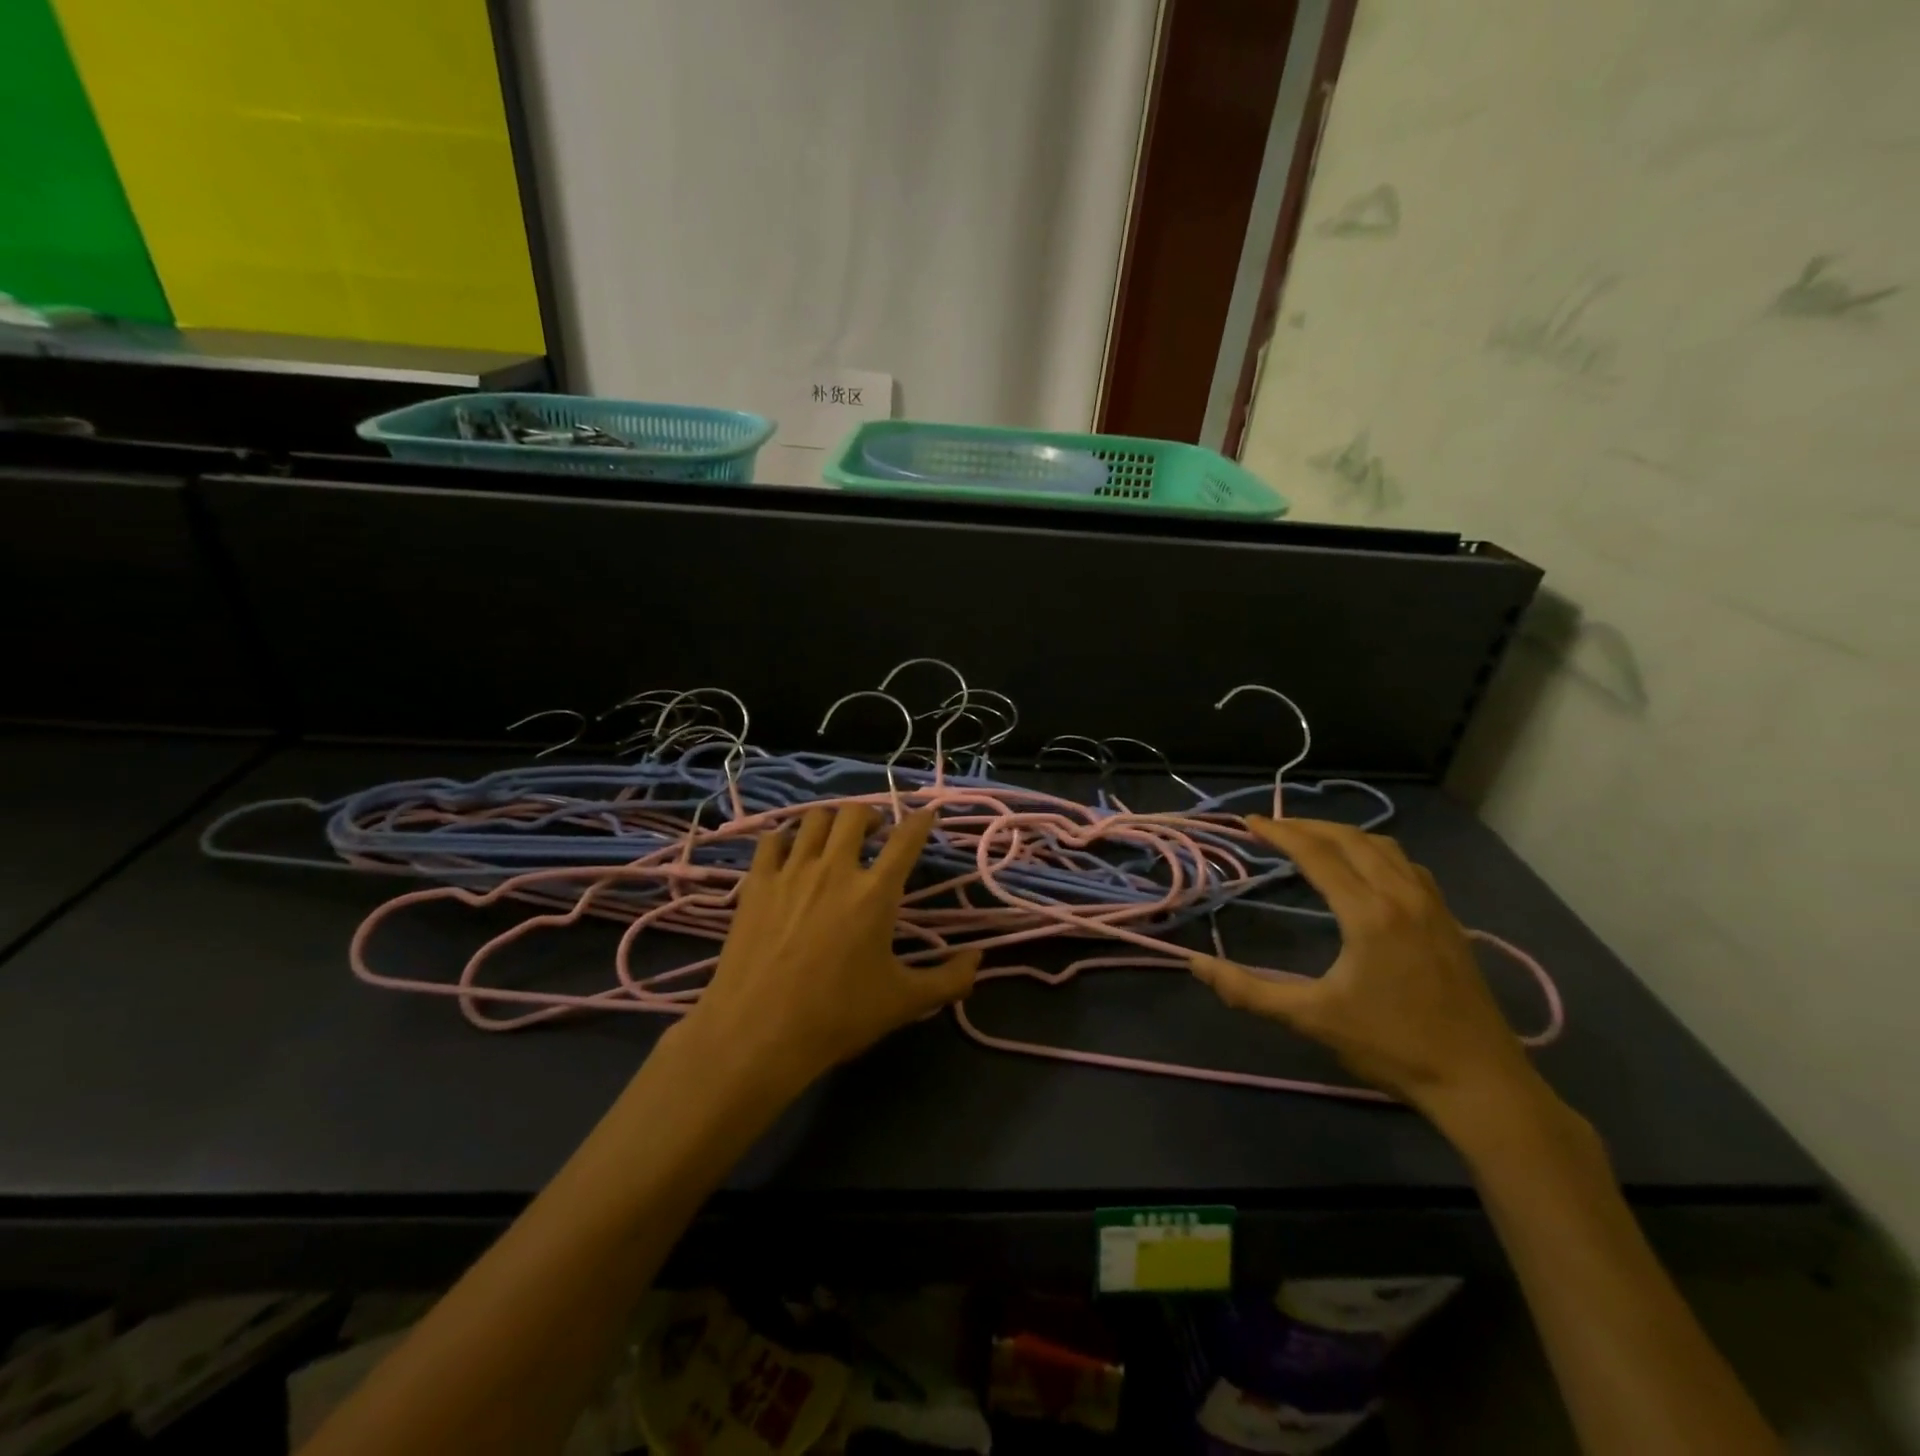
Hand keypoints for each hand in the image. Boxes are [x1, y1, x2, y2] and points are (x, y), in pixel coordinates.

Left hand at [673, 805, 978, 1096]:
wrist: (758, 1033)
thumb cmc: (837, 1016)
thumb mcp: (903, 1002)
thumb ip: (948, 980)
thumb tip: (978, 959)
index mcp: (876, 893)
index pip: (906, 838)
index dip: (921, 820)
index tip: (926, 815)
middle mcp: (836, 869)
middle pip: (856, 814)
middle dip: (872, 815)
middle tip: (877, 833)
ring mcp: (792, 872)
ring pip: (814, 818)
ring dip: (832, 820)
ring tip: (836, 837)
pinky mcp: (757, 883)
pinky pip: (772, 840)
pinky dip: (787, 838)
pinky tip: (791, 854)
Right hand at [1190, 816, 1543, 1120]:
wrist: (1480, 1083)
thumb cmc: (1392, 1047)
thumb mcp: (1311, 1019)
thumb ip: (1249, 990)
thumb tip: (1196, 964)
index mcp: (1368, 913)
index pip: (1317, 854)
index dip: (1279, 833)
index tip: (1249, 822)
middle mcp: (1402, 896)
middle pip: (1350, 839)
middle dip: (1307, 826)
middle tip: (1271, 828)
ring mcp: (1432, 905)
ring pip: (1384, 846)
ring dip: (1343, 835)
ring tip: (1312, 841)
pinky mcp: (1449, 920)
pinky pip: (1407, 865)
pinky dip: (1375, 852)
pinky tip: (1365, 870)